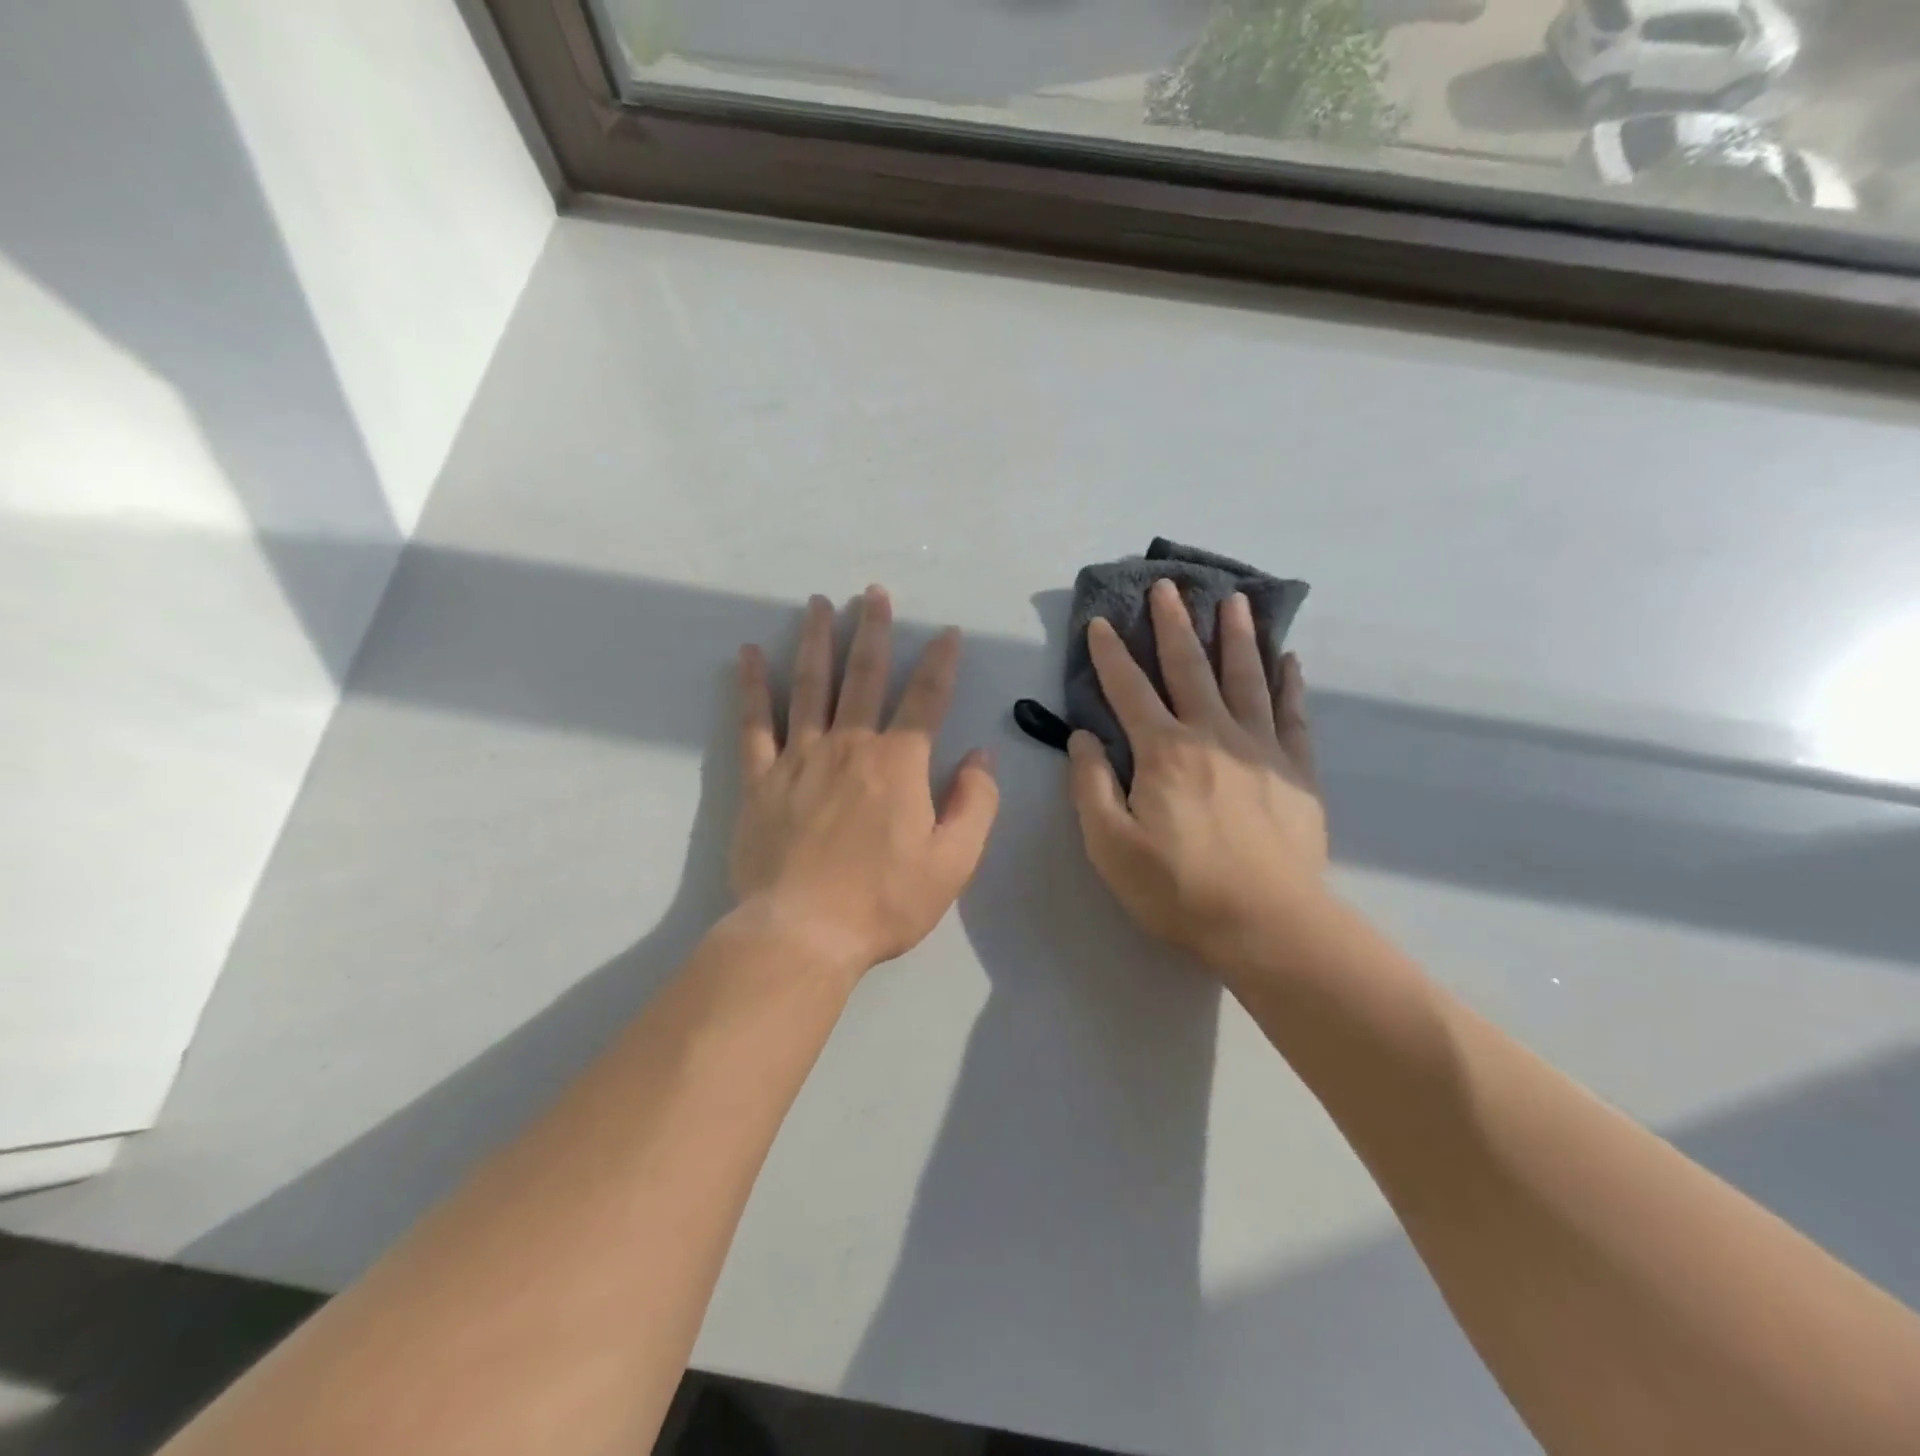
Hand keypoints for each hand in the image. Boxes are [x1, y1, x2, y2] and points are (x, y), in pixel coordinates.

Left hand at [732, 587, 999, 976]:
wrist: (802, 933)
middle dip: (873, 630)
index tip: (946, 632)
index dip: (940, 662)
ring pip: (810, 686)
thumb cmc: (883, 902)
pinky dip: (753, 687)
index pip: (926, 699)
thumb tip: (981, 756)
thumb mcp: (953, 862)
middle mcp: (850, 746)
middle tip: (873, 592)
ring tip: (819, 604)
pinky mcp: (761, 780)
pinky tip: (750, 654)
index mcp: (899, 764)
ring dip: (817, 641)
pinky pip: (755, 723)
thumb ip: (975, 804)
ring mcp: (800, 758)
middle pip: (864, 676)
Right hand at [1068, 579, 1327, 972]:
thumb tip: (1083, 737)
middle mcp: (1211, 735)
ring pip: (1245, 678)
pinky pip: (1293, 714)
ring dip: (1236, 636)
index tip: (1101, 622)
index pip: (1129, 690)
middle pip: (1189, 667)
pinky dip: (1288, 683)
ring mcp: (1260, 749)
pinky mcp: (1296, 770)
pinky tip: (1287, 659)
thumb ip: (1091, 785)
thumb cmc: (1178, 889)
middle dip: (1174, 625)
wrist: (1268, 925)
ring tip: (1234, 600)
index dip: (1111, 654)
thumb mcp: (1110, 844)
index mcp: (1163, 751)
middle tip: (1168, 587)